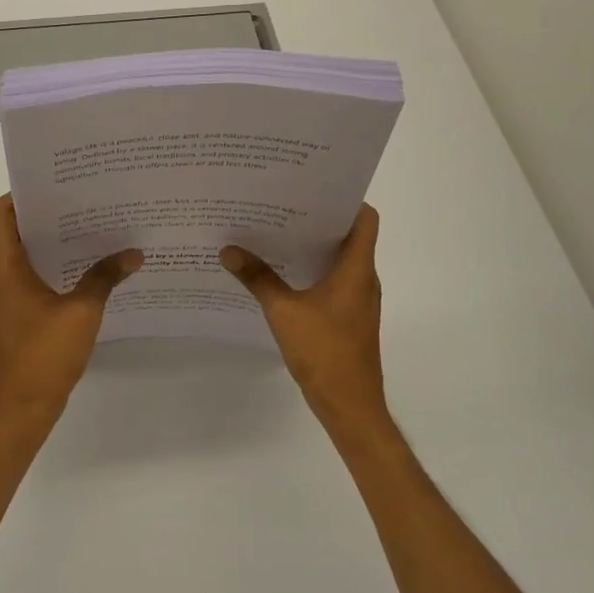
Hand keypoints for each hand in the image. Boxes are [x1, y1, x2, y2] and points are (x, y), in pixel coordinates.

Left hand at [0, 195, 142, 425]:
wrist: (23, 408)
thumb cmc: (45, 354)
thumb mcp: (82, 312)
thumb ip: (105, 277)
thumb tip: (134, 253)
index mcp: (4, 268)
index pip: (0, 213)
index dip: (21, 194)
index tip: (56, 185)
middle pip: (12, 230)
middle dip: (45, 214)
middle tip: (82, 202)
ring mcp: (3, 297)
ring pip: (21, 254)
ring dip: (49, 241)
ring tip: (88, 229)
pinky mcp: (12, 314)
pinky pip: (27, 276)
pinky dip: (49, 265)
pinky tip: (82, 269)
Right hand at [221, 204, 385, 429]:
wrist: (349, 405)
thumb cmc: (324, 351)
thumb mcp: (283, 311)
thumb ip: (257, 278)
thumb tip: (228, 250)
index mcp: (357, 269)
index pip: (365, 218)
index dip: (345, 199)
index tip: (312, 188)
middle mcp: (363, 278)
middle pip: (348, 235)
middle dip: (317, 219)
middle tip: (281, 204)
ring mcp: (357, 300)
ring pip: (339, 260)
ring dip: (312, 246)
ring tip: (275, 232)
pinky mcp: (348, 317)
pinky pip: (333, 281)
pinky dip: (311, 271)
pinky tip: (281, 273)